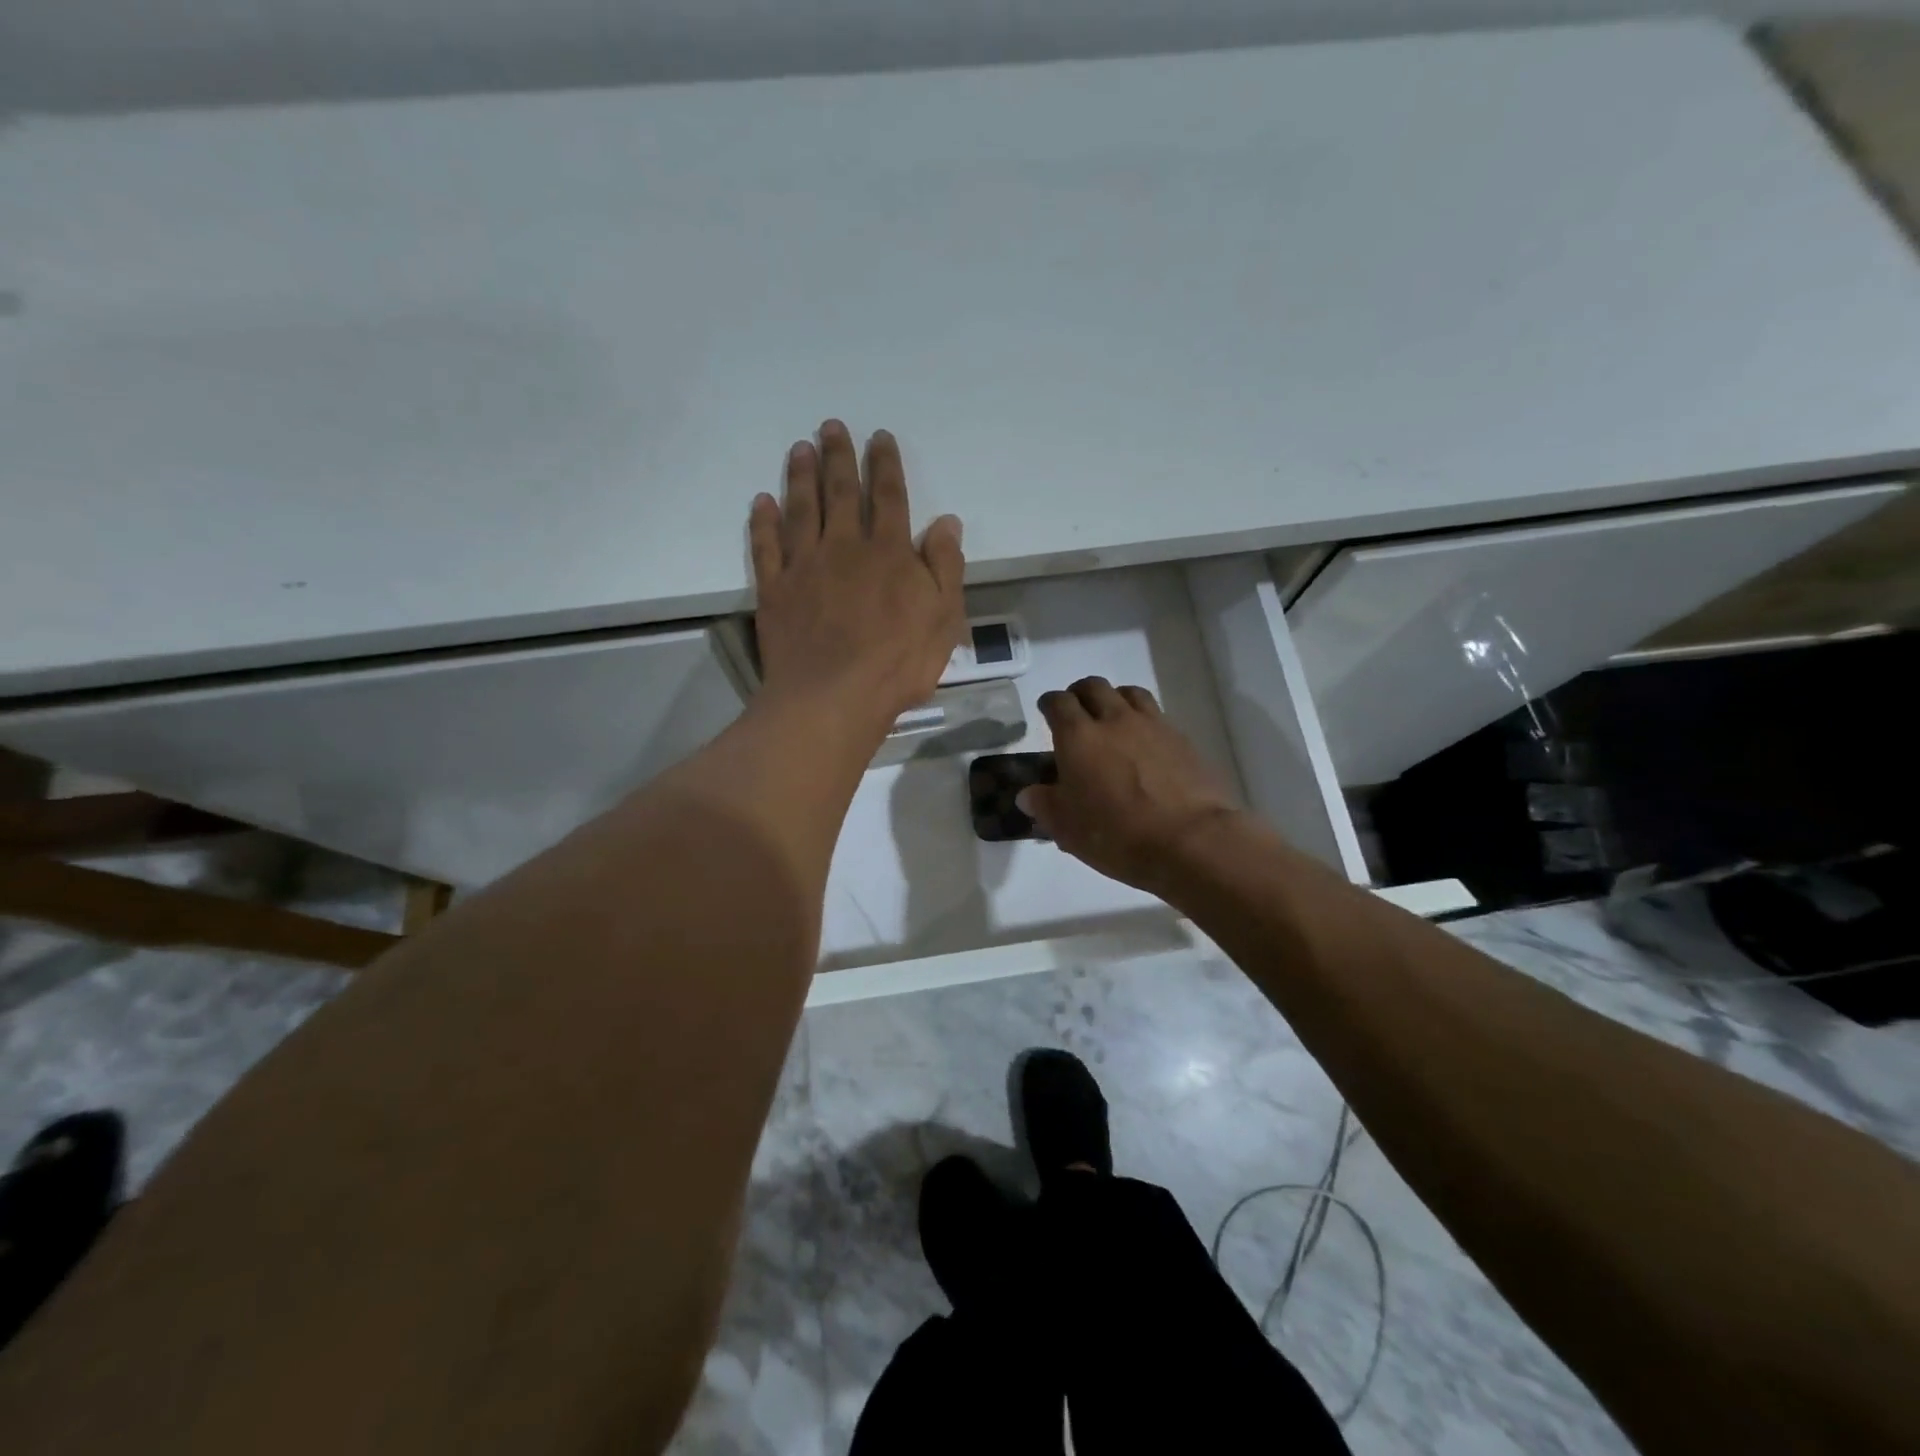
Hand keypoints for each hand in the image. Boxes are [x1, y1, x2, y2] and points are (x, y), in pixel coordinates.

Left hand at [749, 421, 966, 735]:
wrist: (833, 698)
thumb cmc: (898, 663)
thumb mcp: (943, 618)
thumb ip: (944, 567)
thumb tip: (947, 522)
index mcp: (889, 553)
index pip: (889, 497)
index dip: (885, 464)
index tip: (879, 437)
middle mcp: (844, 548)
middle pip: (841, 493)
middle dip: (838, 457)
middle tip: (830, 427)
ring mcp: (804, 567)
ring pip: (801, 510)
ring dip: (801, 477)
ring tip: (799, 449)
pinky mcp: (775, 591)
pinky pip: (767, 547)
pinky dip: (764, 522)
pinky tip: (762, 502)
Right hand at [1019, 677, 1241, 894]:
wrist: (1191, 841)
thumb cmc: (1118, 835)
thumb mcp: (1068, 829)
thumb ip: (1045, 805)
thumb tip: (1028, 793)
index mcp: (1078, 737)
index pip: (1057, 703)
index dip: (1049, 703)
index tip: (1046, 711)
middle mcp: (1113, 720)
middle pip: (1093, 687)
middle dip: (1080, 694)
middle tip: (1076, 712)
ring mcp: (1152, 725)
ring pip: (1128, 692)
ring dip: (1114, 699)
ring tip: (1112, 719)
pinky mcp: (1181, 738)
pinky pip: (1156, 715)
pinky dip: (1144, 719)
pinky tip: (1144, 742)